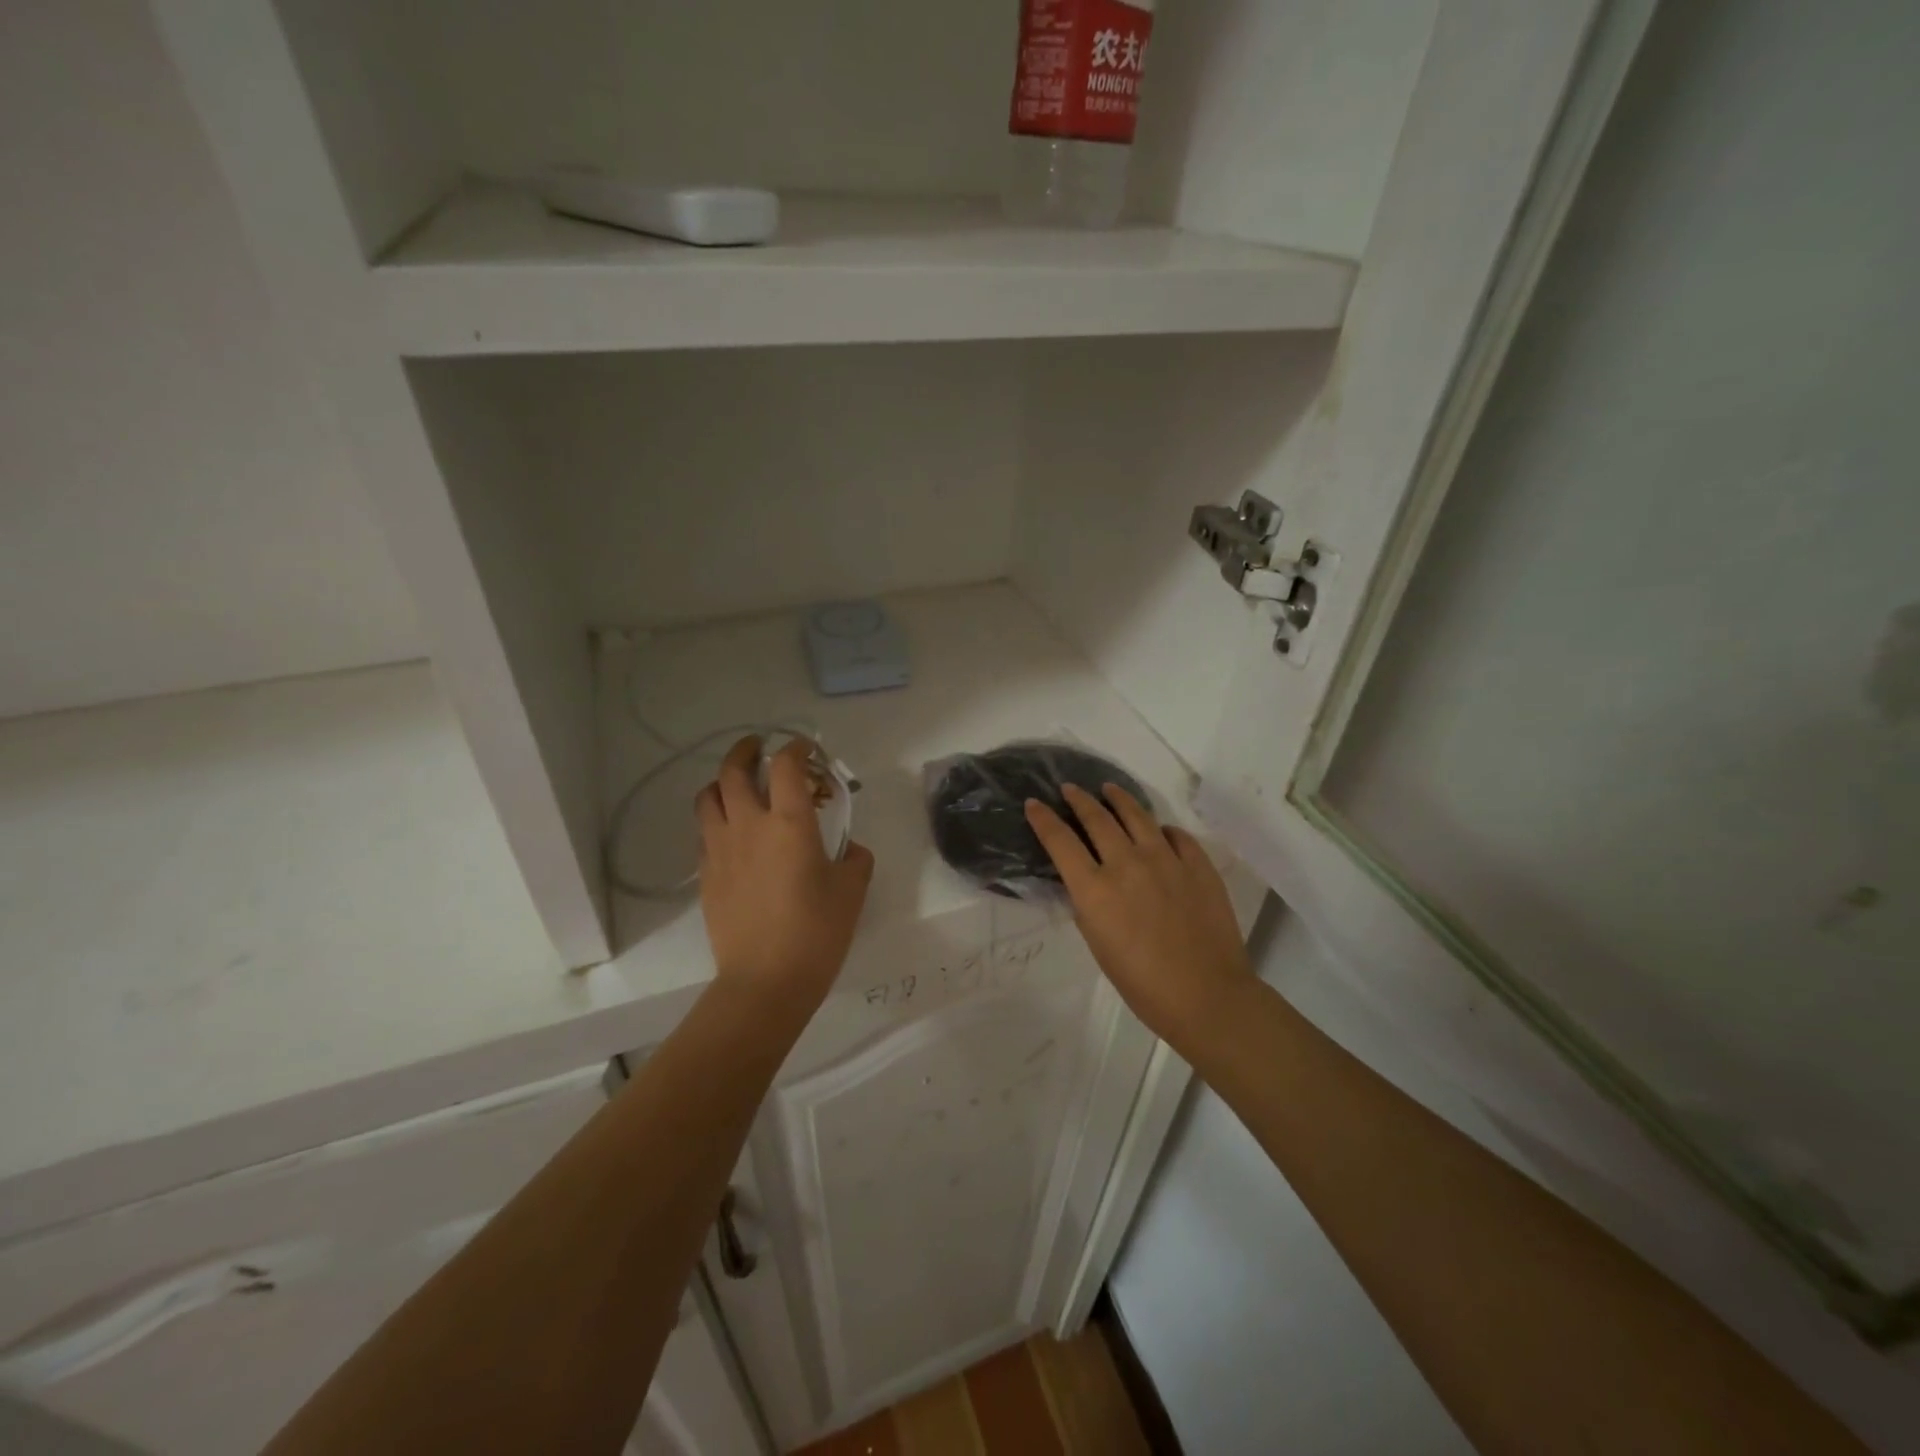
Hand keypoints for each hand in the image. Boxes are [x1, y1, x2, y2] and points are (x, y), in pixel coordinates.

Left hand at [696, 736, 873, 1014]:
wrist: (765, 981)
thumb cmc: (816, 932)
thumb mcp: (852, 891)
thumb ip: (855, 859)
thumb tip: (848, 850)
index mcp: (790, 823)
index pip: (786, 766)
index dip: (796, 748)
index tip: (806, 749)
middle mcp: (749, 825)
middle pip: (734, 770)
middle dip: (746, 751)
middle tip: (759, 748)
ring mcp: (720, 849)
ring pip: (708, 797)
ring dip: (722, 781)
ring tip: (737, 785)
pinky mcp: (705, 874)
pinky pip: (705, 831)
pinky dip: (716, 817)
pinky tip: (732, 831)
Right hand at [1025, 783, 1251, 1047]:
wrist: (1206, 996)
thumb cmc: (1142, 984)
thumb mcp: (1098, 944)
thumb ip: (1089, 904)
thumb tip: (1089, 880)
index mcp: (1095, 889)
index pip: (1060, 840)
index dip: (1044, 819)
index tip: (1034, 804)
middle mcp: (1127, 864)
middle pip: (1097, 818)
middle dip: (1079, 799)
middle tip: (1070, 789)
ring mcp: (1166, 860)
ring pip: (1137, 815)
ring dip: (1118, 798)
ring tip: (1109, 789)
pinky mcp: (1198, 864)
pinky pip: (1176, 835)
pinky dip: (1161, 829)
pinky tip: (1159, 830)